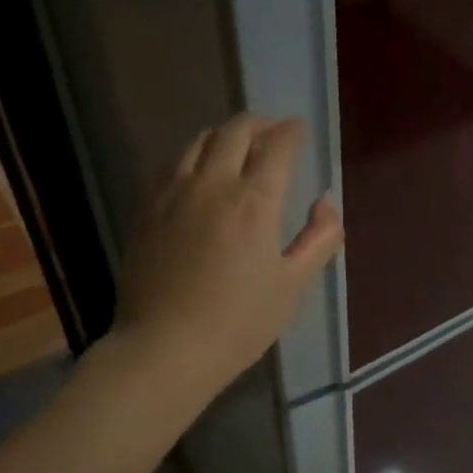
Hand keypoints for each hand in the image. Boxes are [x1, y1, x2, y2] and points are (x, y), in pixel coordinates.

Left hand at [110, 113, 342, 390]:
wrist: (165, 348)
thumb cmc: (239, 322)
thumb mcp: (293, 285)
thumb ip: (319, 238)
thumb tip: (325, 203)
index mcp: (254, 202)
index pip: (277, 147)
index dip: (292, 132)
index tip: (300, 129)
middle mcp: (212, 185)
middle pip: (235, 132)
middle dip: (259, 124)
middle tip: (273, 130)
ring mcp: (173, 194)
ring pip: (198, 141)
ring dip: (224, 134)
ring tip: (237, 143)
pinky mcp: (147, 209)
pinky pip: (172, 165)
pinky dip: (194, 156)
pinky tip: (199, 171)